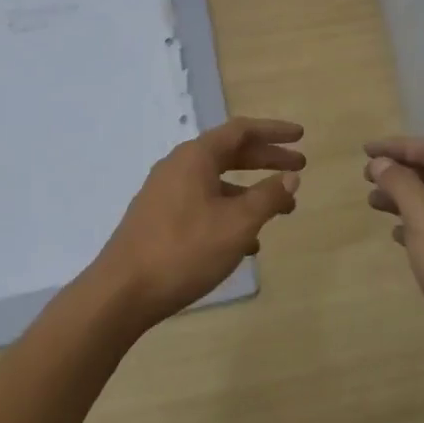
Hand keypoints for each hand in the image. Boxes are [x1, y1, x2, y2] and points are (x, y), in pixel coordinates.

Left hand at [91, 117, 304, 331]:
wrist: (122, 292)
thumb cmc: (184, 250)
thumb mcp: (236, 225)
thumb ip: (267, 197)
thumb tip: (291, 177)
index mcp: (196, 157)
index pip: (241, 130)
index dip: (274, 132)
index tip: (301, 136)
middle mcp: (178, 165)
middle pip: (229, 152)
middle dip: (266, 159)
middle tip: (299, 167)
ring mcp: (165, 191)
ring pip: (216, 181)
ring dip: (250, 191)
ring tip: (281, 210)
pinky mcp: (158, 217)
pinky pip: (202, 202)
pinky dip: (228, 211)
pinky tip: (246, 242)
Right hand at [363, 137, 423, 355]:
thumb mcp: (423, 217)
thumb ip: (400, 183)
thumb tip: (381, 163)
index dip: (398, 147)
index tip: (365, 151)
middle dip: (400, 172)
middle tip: (367, 177)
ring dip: (405, 198)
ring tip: (373, 204)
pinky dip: (417, 224)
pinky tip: (397, 234)